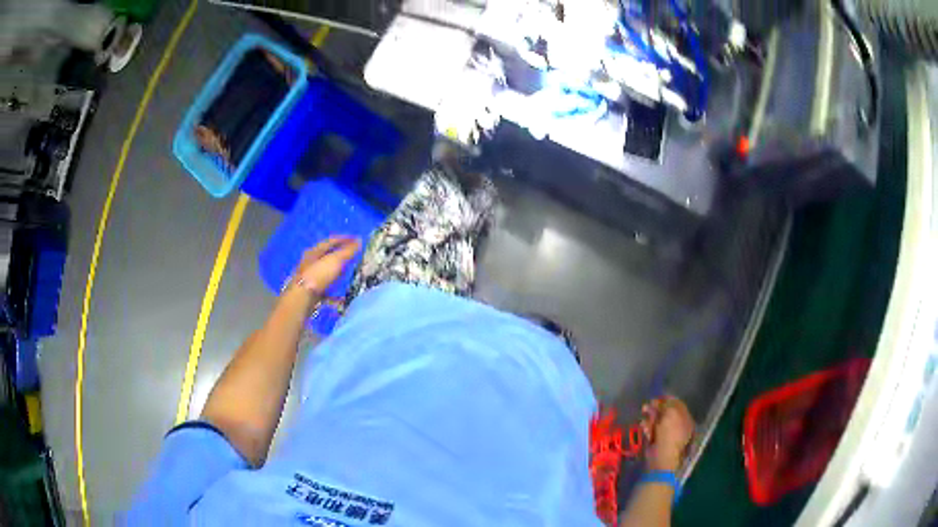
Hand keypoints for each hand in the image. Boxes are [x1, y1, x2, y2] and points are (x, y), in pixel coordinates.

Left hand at [291, 236, 361, 296]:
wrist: (302, 299)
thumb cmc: (318, 275)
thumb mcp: (335, 260)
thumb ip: (348, 251)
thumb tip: (359, 241)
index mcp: (314, 251)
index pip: (331, 241)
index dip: (344, 239)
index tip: (356, 239)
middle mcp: (309, 263)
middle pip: (326, 256)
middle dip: (339, 255)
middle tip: (352, 255)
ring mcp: (309, 278)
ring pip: (325, 273)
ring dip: (336, 272)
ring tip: (347, 273)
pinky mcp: (310, 293)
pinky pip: (325, 290)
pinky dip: (334, 292)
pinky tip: (342, 297)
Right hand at [640, 396, 694, 471]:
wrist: (662, 458)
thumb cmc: (670, 434)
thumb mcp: (670, 414)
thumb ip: (666, 404)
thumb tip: (660, 400)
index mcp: (685, 419)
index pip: (678, 404)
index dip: (668, 399)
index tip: (658, 396)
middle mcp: (678, 425)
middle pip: (666, 412)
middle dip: (657, 408)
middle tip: (648, 405)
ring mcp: (668, 434)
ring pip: (658, 420)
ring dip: (650, 416)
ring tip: (643, 412)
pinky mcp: (657, 441)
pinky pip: (652, 430)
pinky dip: (647, 427)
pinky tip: (644, 425)